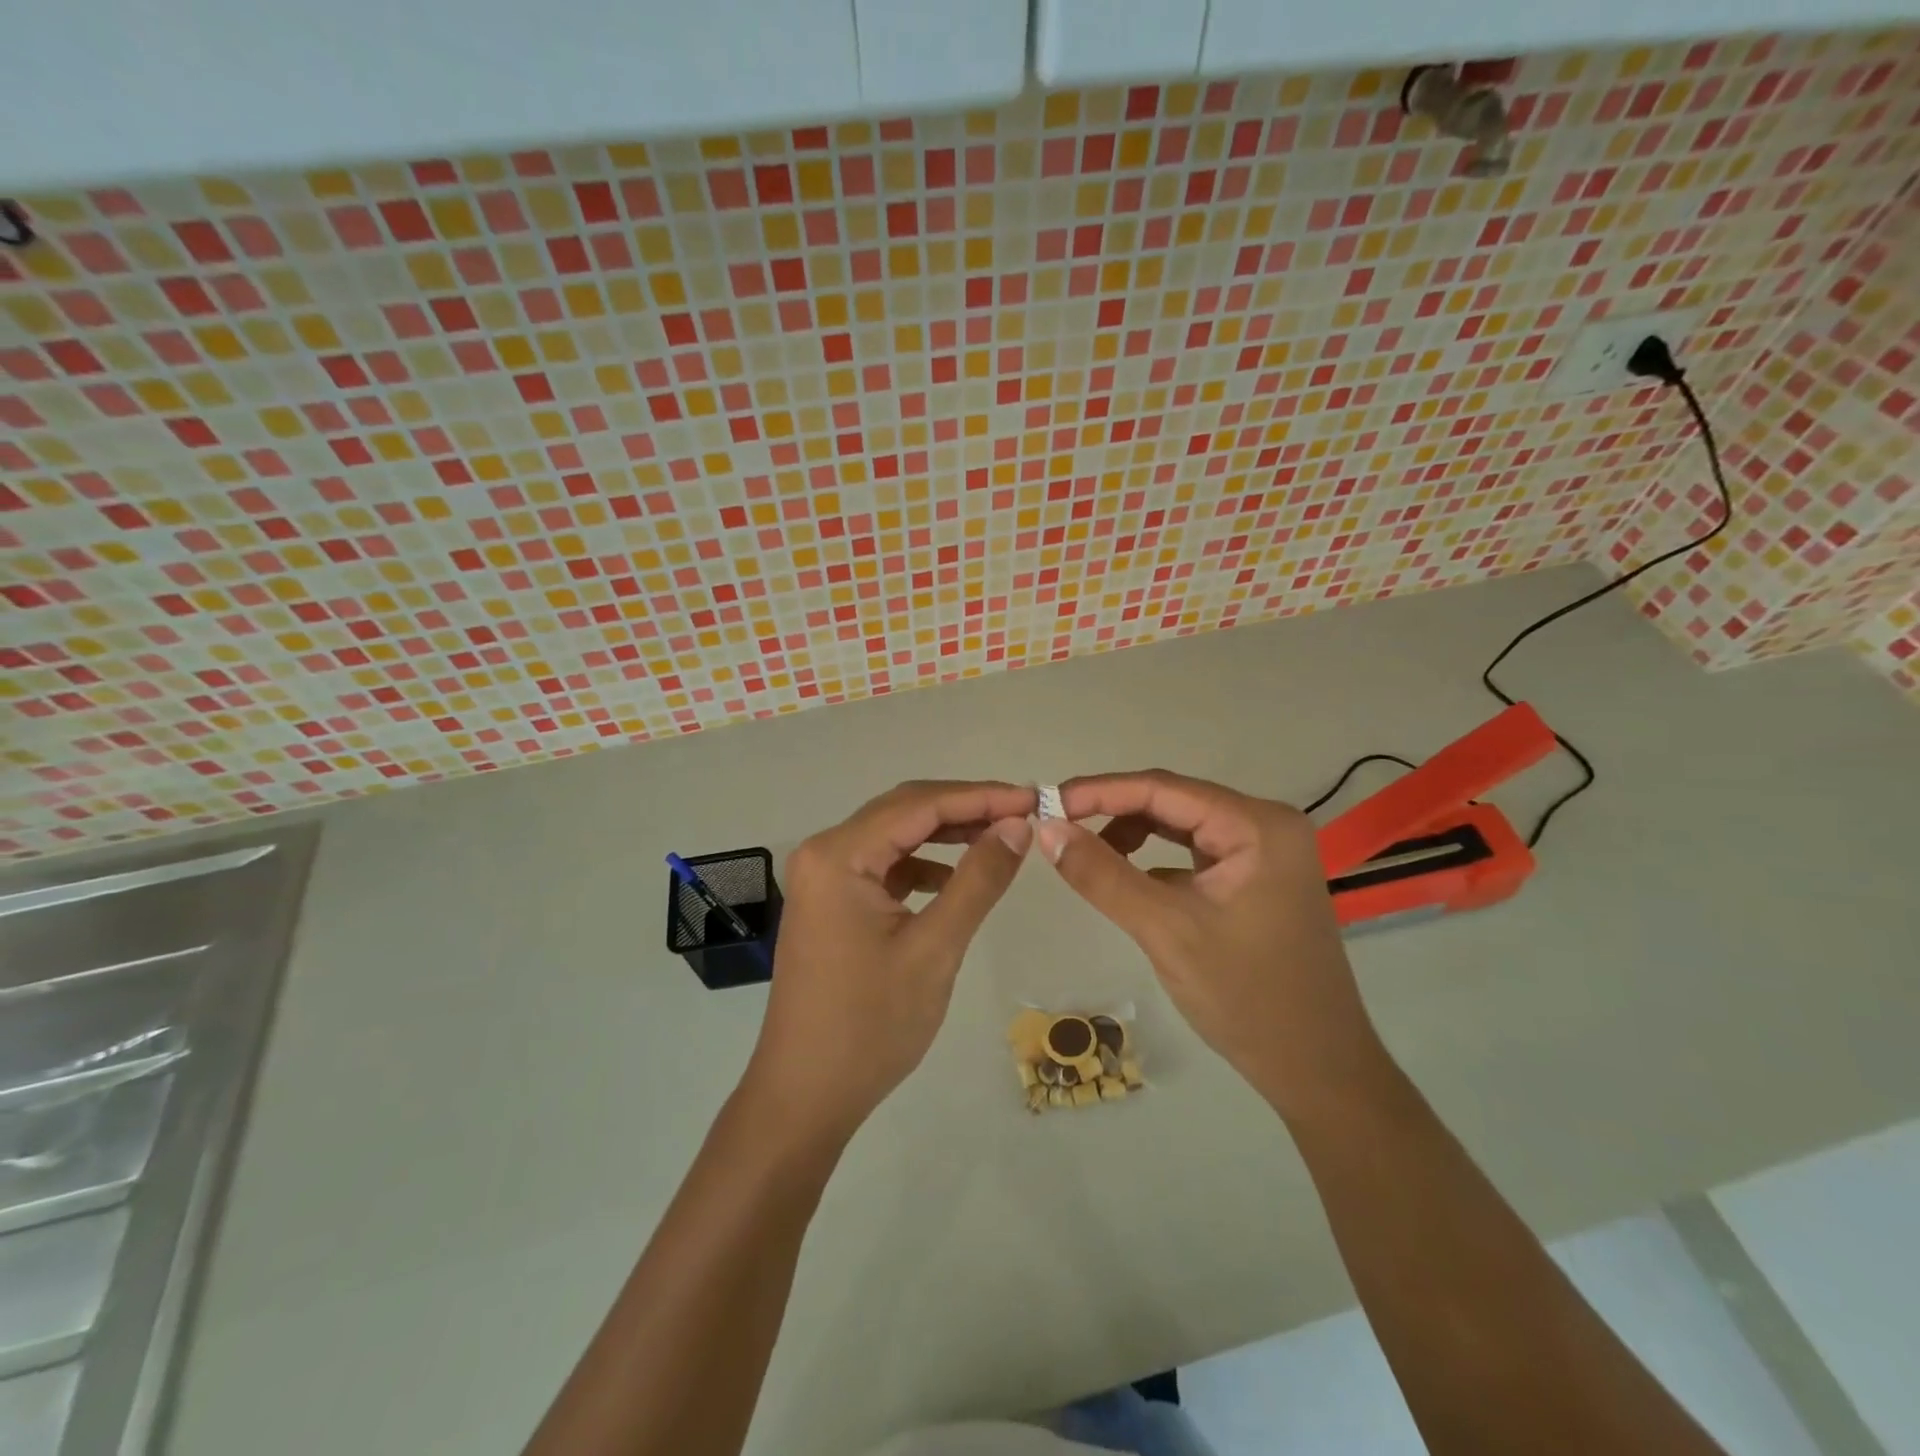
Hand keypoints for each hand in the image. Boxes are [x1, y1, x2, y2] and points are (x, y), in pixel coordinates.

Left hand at [746, 780, 1036, 1136]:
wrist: (806, 1094)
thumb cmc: (870, 1025)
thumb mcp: (935, 948)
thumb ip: (978, 879)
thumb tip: (1018, 825)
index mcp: (838, 855)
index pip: (919, 804)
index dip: (980, 796)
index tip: (1033, 798)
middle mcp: (824, 852)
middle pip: (904, 811)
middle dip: (965, 808)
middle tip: (1023, 813)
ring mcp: (823, 878)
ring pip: (895, 836)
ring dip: (945, 834)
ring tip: (999, 839)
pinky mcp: (831, 902)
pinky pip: (883, 865)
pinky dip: (922, 865)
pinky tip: (954, 879)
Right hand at [1037, 771, 1383, 1116]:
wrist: (1316, 1070)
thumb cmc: (1247, 998)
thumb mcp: (1165, 930)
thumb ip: (1103, 875)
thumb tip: (1047, 829)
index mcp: (1257, 826)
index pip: (1163, 788)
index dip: (1099, 791)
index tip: (1047, 803)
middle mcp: (1265, 825)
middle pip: (1172, 801)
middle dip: (1112, 811)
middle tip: (1057, 828)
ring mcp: (1264, 852)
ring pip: (1180, 825)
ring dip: (1131, 834)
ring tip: (1087, 857)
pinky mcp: (1256, 878)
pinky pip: (1193, 851)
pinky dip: (1155, 859)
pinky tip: (1126, 881)